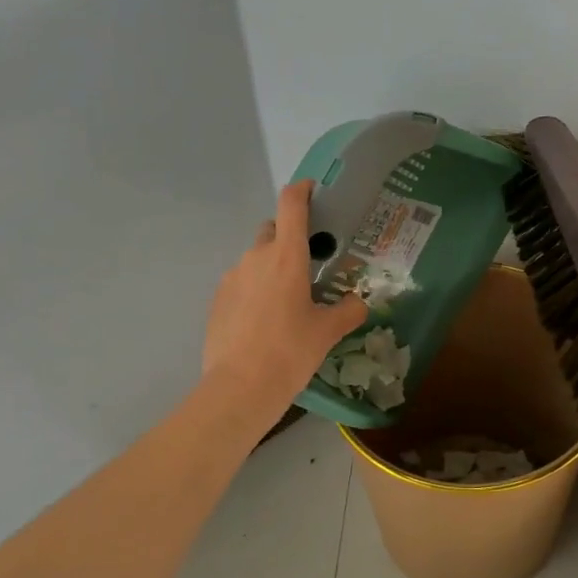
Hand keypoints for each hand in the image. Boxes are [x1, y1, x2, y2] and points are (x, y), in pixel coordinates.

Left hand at [204, 181, 367, 415]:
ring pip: (255, 260)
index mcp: (286, 257)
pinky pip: (240, 284)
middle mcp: (256, 258)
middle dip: (288, 239)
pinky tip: (264, 322)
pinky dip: (254, 291)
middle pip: (272, 232)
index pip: (291, 205)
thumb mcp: (327, 332)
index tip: (312, 190)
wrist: (239, 387)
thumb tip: (360, 303)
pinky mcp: (217, 300)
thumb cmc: (290, 352)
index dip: (302, 190)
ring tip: (286, 303)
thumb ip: (348, 311)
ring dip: (270, 270)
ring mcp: (232, 277)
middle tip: (307, 267)